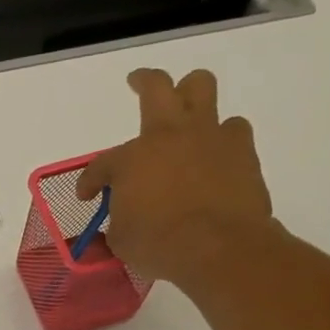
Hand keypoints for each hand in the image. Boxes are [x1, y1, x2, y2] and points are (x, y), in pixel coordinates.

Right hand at [77, 68, 275, 287]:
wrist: (219, 248)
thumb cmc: (159, 245)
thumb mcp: (122, 241)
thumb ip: (116, 224)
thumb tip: (118, 223)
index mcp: (131, 159)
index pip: (101, 165)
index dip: (90, 181)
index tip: (87, 195)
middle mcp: (169, 135)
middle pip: (157, 87)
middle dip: (144, 81)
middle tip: (137, 83)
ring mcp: (208, 136)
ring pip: (202, 89)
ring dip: (192, 97)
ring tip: (188, 116)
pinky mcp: (242, 150)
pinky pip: (234, 129)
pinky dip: (223, 138)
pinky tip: (218, 153)